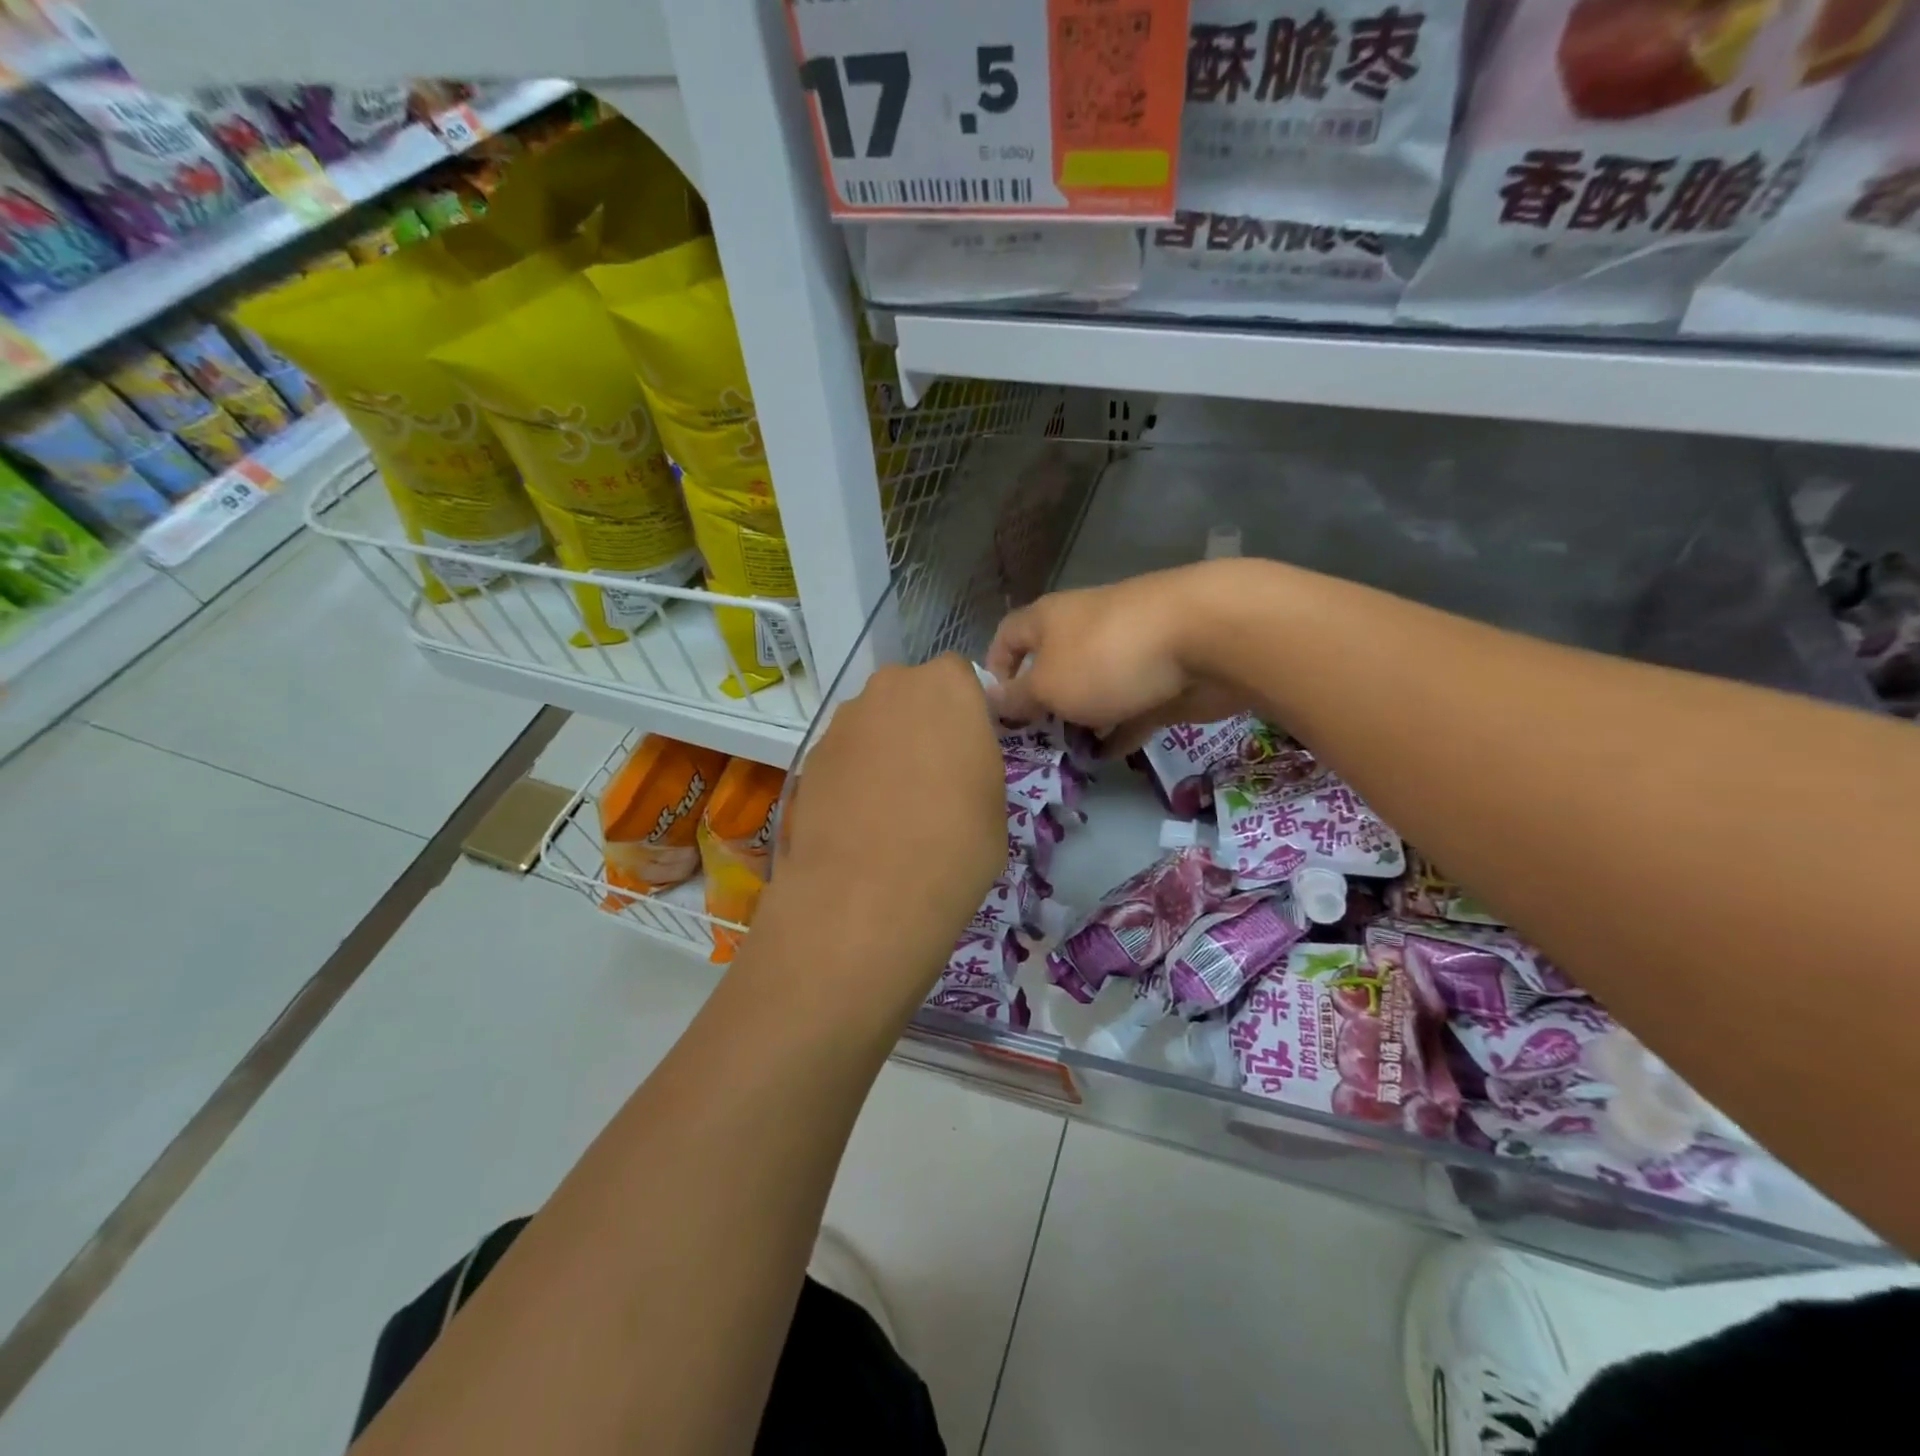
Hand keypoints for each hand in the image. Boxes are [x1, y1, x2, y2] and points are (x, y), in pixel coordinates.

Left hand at [767, 656, 1006, 997]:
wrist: (868, 894)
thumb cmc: (956, 843)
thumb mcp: (994, 803)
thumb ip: (974, 763)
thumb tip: (955, 769)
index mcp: (946, 687)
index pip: (959, 676)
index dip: (965, 711)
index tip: (969, 749)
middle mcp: (889, 688)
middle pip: (909, 695)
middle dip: (920, 724)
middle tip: (932, 776)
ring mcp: (843, 721)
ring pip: (872, 724)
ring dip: (882, 749)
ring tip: (890, 806)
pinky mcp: (808, 757)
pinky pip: (843, 756)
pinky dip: (852, 776)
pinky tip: (858, 821)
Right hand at [984, 563, 1255, 754]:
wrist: (1205, 638)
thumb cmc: (1106, 658)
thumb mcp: (1047, 684)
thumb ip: (1017, 698)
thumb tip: (991, 700)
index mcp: (1048, 620)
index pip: (1008, 636)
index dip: (994, 668)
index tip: (993, 709)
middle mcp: (1083, 629)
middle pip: (1052, 665)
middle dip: (1041, 703)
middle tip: (1031, 743)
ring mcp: (1126, 653)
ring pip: (1093, 689)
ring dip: (1080, 719)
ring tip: (1066, 756)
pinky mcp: (1160, 677)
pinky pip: (1130, 707)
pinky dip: (1119, 729)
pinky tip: (1108, 756)